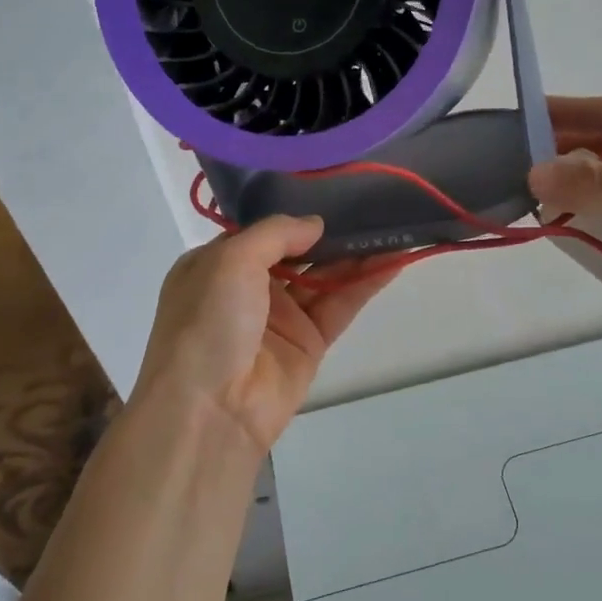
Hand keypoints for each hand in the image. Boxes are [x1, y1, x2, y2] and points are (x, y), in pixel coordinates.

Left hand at [130, 217, 398, 452]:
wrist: (210, 410)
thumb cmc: (208, 322)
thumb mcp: (230, 260)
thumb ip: (276, 233)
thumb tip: (315, 224)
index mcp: (216, 266)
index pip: (260, 232)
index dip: (292, 214)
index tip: (329, 190)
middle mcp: (247, 289)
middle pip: (297, 253)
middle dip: (330, 232)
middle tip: (370, 205)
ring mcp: (280, 318)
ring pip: (323, 277)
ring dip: (355, 254)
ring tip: (392, 228)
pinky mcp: (309, 344)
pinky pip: (340, 305)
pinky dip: (365, 283)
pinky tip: (393, 260)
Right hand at [529, 96, 601, 335]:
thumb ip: (601, 183)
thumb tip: (534, 174)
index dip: (560, 112)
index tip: (514, 120)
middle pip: (599, 154)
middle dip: (559, 162)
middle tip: (510, 173)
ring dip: (572, 201)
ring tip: (531, 211)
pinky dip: (591, 233)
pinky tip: (566, 240)